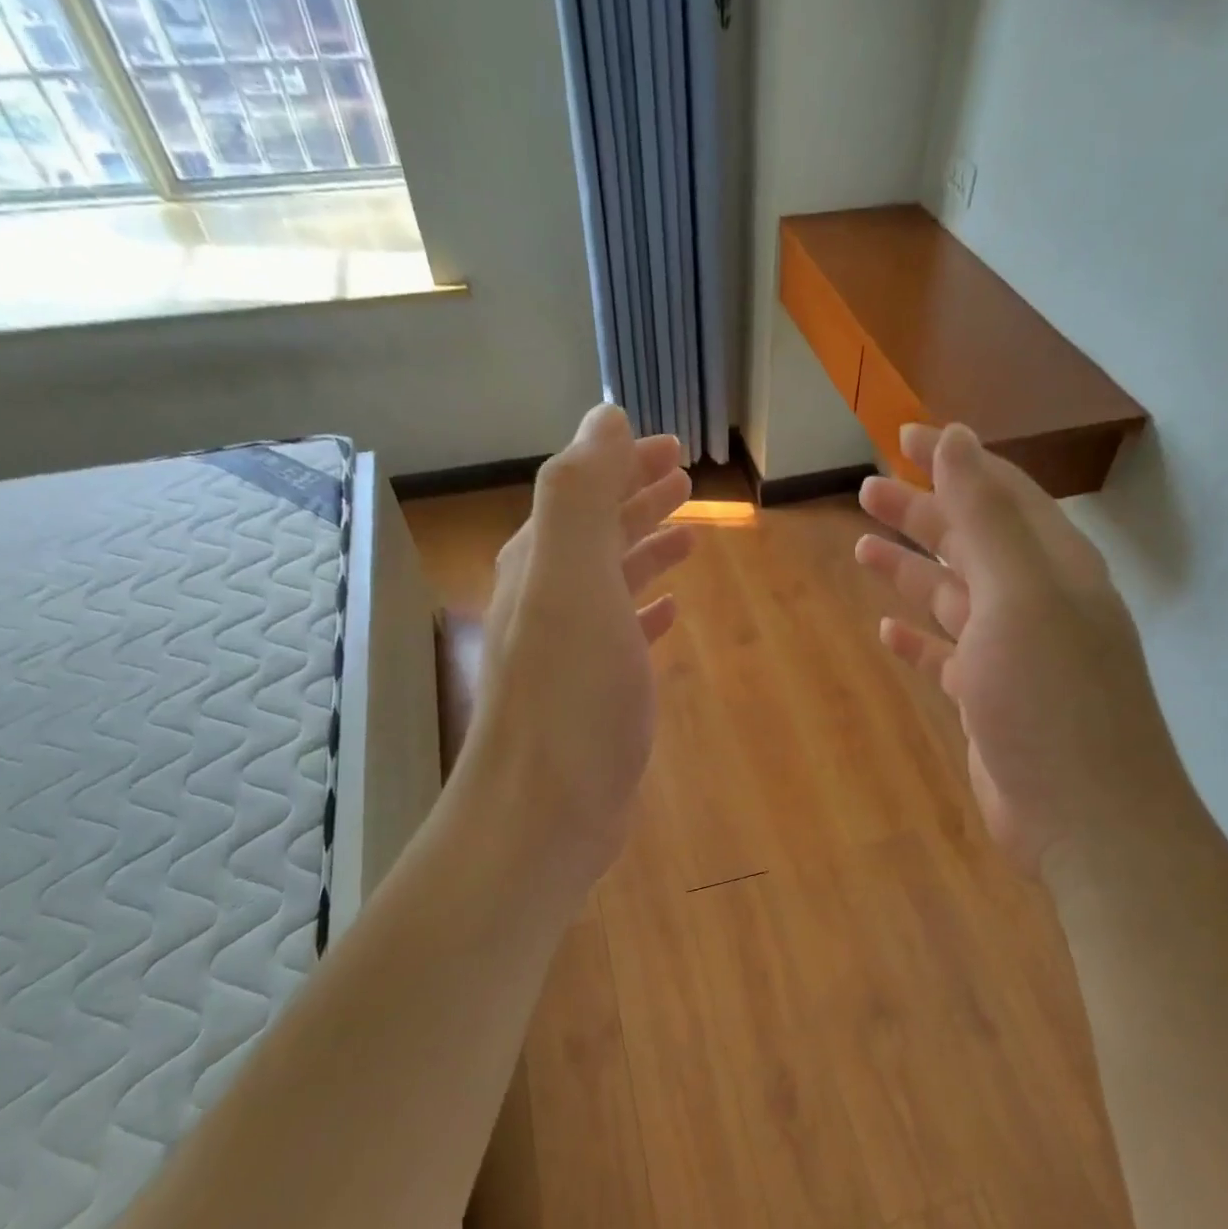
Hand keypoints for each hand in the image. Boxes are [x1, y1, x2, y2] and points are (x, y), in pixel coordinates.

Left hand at [459, 404, 693, 879]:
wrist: (542, 814)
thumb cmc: (569, 698)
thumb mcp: (573, 581)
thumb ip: (582, 494)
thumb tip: (603, 415)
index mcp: (540, 564)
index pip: (581, 491)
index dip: (623, 463)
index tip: (674, 447)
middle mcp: (544, 600)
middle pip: (593, 532)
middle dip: (636, 499)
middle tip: (685, 479)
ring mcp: (563, 651)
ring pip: (607, 581)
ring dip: (642, 550)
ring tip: (687, 536)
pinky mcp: (586, 696)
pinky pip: (617, 634)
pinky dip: (641, 611)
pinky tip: (668, 612)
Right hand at [856, 424, 1186, 871]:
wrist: (1086, 818)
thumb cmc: (1052, 700)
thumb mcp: (1020, 597)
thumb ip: (987, 517)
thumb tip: (957, 437)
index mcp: (1053, 569)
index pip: (1001, 494)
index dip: (954, 462)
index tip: (904, 436)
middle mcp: (1038, 604)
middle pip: (972, 543)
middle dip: (922, 514)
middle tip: (865, 491)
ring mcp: (1015, 656)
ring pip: (956, 597)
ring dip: (913, 572)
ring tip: (862, 549)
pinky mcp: (993, 700)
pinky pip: (948, 656)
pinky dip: (919, 638)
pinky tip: (888, 630)